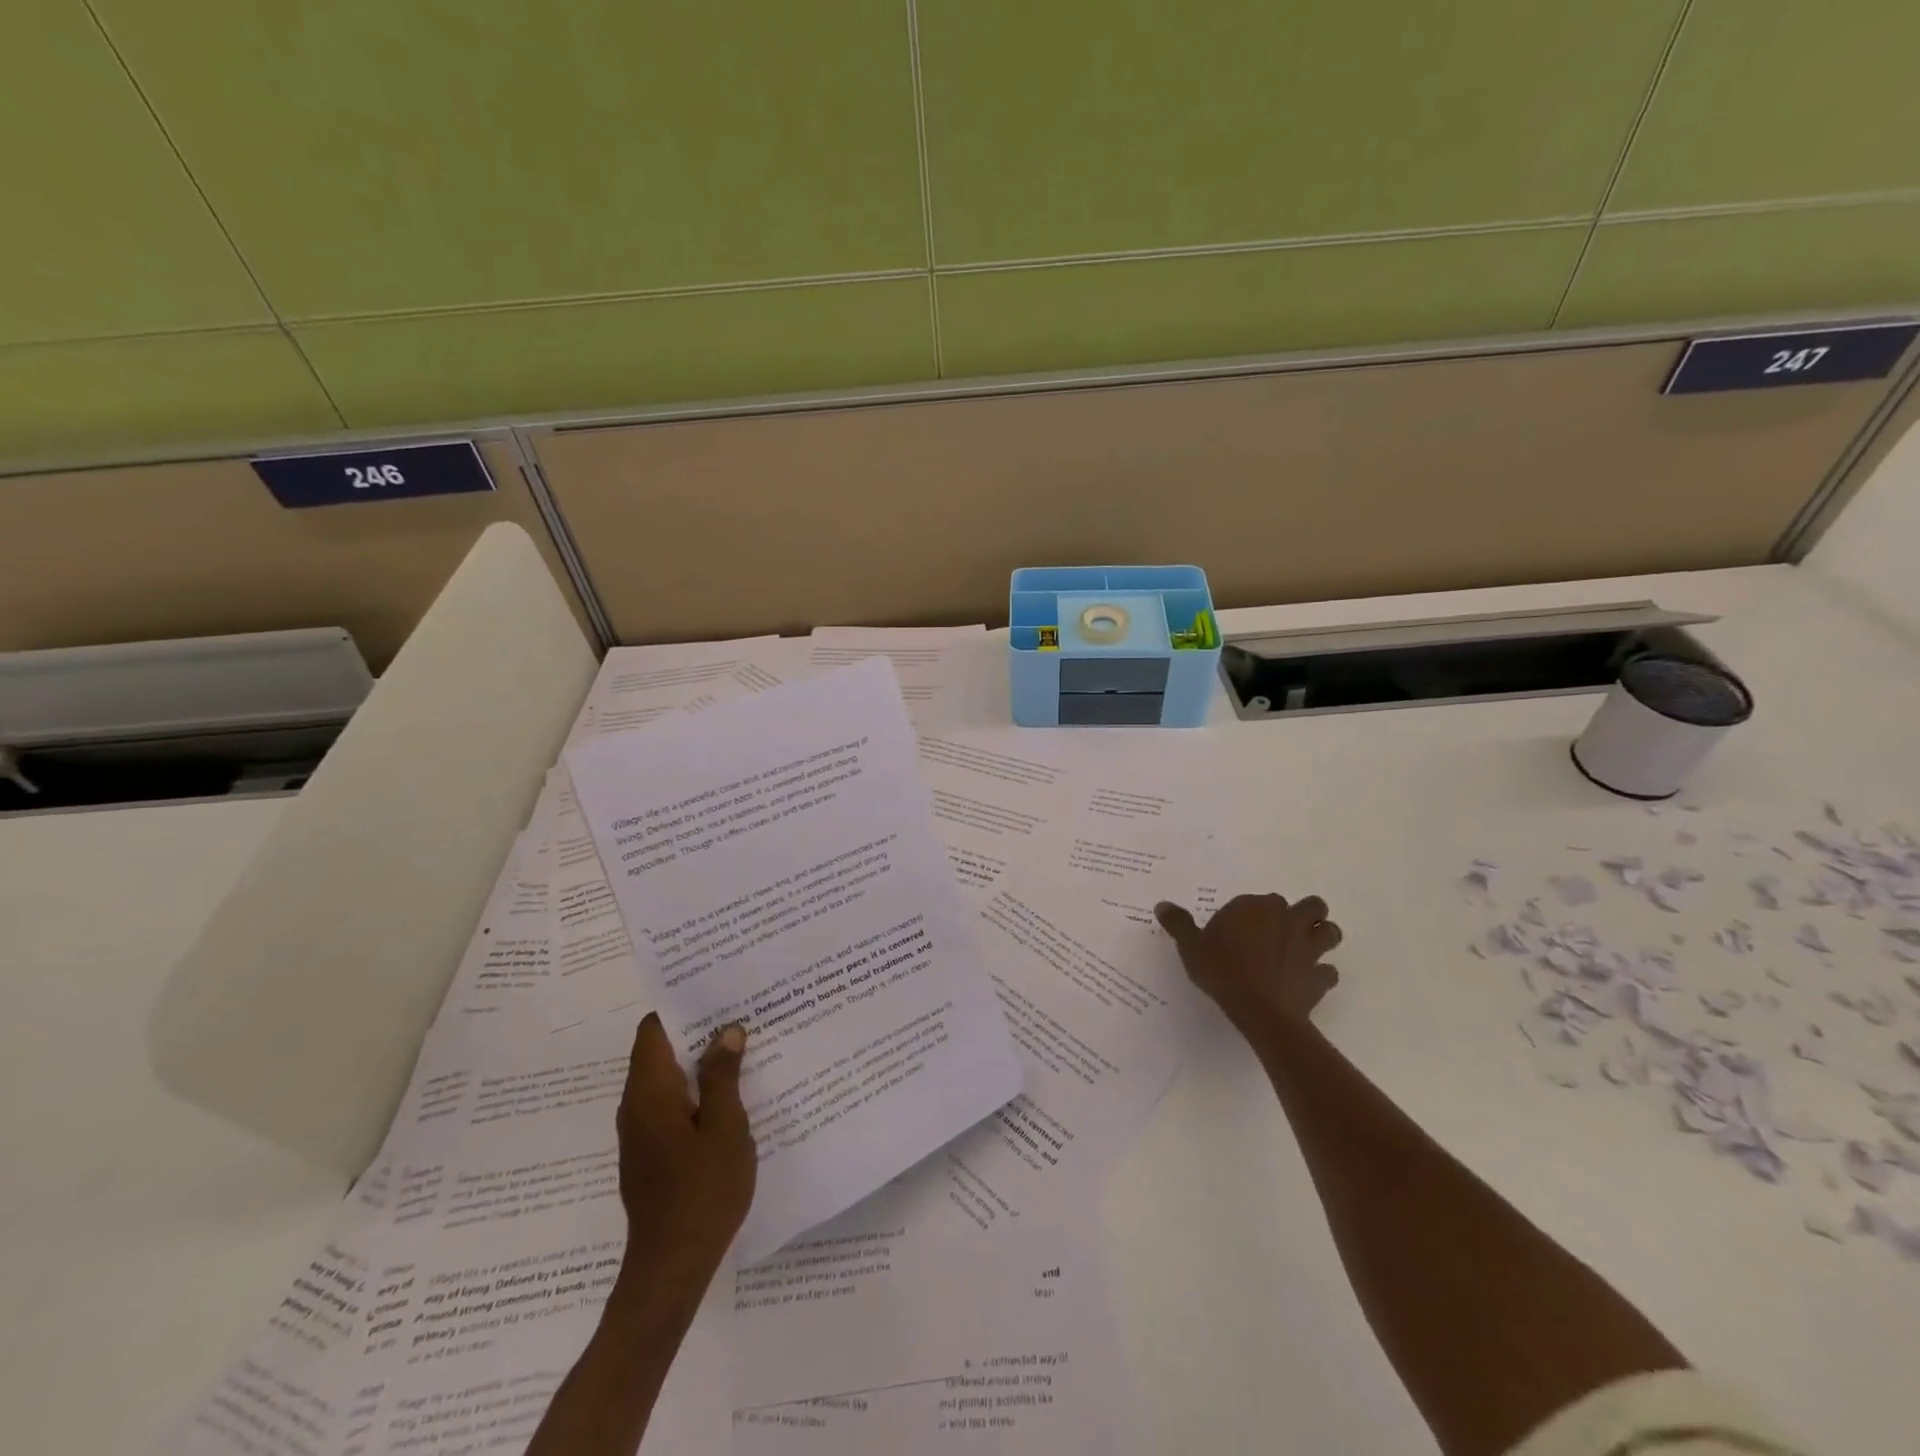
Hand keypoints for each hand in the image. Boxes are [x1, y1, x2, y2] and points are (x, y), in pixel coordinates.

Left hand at [616, 1013, 756, 1280]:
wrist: (671, 1270)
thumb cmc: (702, 1192)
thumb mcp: (725, 1128)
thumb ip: (724, 1076)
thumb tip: (726, 1030)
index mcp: (649, 1093)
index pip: (653, 1030)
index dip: (680, 1006)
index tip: (715, 991)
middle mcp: (636, 1106)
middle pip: (660, 1051)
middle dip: (697, 1031)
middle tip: (740, 1014)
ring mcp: (641, 1133)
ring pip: (668, 1080)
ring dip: (700, 1062)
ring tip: (744, 1047)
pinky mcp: (652, 1154)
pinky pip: (672, 1106)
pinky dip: (697, 1091)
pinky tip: (733, 1095)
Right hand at [1155, 893, 1342, 1030]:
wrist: (1260, 1010)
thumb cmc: (1222, 971)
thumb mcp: (1190, 946)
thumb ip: (1178, 924)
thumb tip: (1162, 905)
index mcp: (1256, 908)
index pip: (1261, 899)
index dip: (1253, 913)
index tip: (1239, 930)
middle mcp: (1287, 920)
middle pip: (1310, 905)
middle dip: (1303, 914)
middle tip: (1284, 929)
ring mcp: (1309, 948)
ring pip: (1330, 931)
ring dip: (1322, 936)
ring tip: (1306, 948)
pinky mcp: (1320, 978)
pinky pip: (1329, 972)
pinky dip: (1322, 975)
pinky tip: (1307, 982)